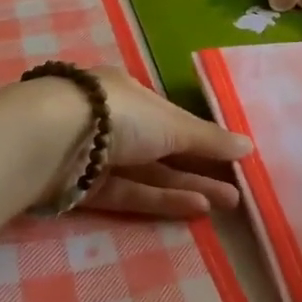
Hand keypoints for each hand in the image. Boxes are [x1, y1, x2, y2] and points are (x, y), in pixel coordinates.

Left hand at [81, 68, 252, 216]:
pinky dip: (160, 200)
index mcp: (127, 93)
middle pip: (162, 149)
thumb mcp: (172, 123)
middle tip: (237, 190)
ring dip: (187, 187)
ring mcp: (96, 156)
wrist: (52, 140)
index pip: (169, 116)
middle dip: (200, 169)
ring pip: (148, 175)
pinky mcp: (83, 189)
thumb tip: (249, 147)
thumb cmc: (119, 115)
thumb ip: (209, 140)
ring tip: (228, 202)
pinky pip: (129, 194)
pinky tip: (196, 207)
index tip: (229, 156)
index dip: (199, 137)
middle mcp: (111, 122)